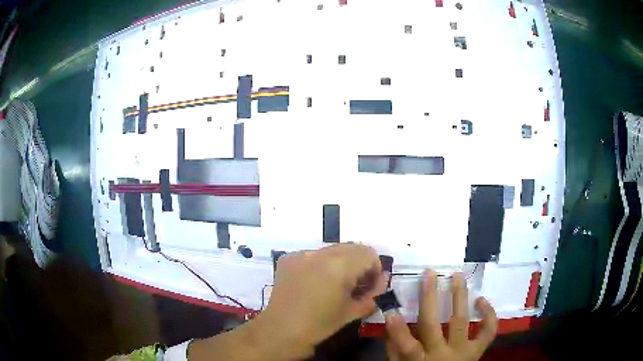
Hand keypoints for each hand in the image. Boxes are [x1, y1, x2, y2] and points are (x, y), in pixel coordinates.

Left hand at [260, 243, 386, 357]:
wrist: (281, 331)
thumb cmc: (320, 324)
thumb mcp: (352, 311)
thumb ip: (372, 295)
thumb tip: (379, 284)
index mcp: (340, 265)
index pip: (369, 253)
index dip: (375, 270)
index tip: (370, 287)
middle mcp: (321, 252)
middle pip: (352, 248)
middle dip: (359, 264)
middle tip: (356, 285)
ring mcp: (302, 253)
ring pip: (332, 250)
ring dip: (341, 262)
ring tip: (335, 284)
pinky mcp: (288, 258)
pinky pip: (313, 255)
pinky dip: (321, 265)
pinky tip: (315, 283)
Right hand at [385, 270, 497, 360]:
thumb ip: (395, 351)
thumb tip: (390, 324)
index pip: (407, 347)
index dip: (398, 330)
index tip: (391, 311)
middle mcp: (443, 355)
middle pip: (433, 326)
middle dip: (429, 298)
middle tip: (429, 273)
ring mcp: (463, 351)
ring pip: (460, 321)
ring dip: (459, 296)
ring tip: (457, 275)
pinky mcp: (477, 350)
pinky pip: (488, 331)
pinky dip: (488, 315)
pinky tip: (481, 300)